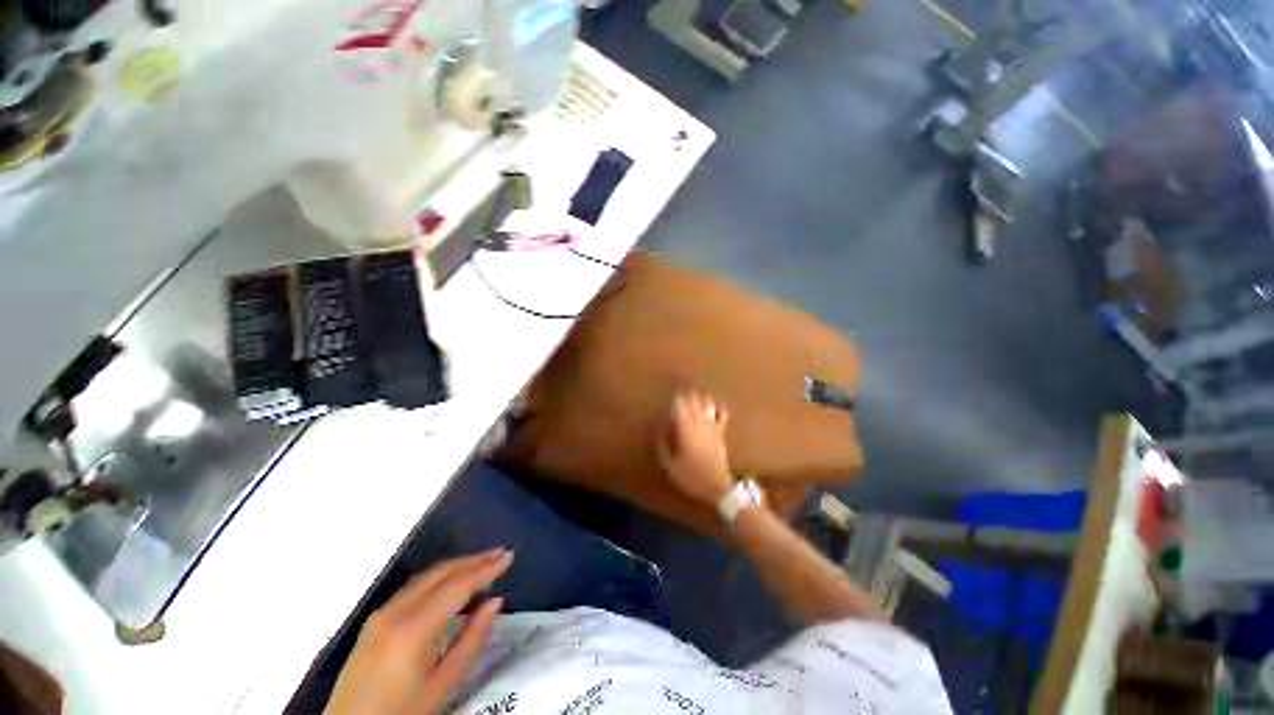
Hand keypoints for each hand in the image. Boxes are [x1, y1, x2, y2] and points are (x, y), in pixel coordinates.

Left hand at [324, 549, 513, 714]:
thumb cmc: (401, 714)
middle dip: (473, 560)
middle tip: (500, 553)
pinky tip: (453, 582)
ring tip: (484, 562)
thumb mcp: (442, 685)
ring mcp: (380, 613)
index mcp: (412, 630)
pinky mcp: (374, 620)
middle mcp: (394, 612)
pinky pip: (414, 587)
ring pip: (426, 576)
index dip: (486, 569)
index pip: (457, 586)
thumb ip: (471, 641)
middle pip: (440, 573)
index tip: (509, 556)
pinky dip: (439, 578)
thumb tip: (496, 602)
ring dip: (457, 566)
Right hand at [657, 390, 732, 506]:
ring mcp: (712, 427)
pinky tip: (714, 404)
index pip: (679, 407)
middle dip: (686, 395)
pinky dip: (719, 407)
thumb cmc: (691, 477)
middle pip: (693, 402)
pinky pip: (722, 415)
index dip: (674, 399)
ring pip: (706, 404)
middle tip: (678, 391)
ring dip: (699, 397)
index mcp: (686, 431)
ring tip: (692, 393)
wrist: (717, 487)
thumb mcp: (670, 466)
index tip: (668, 396)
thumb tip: (659, 429)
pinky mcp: (721, 432)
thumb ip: (663, 446)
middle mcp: (699, 424)